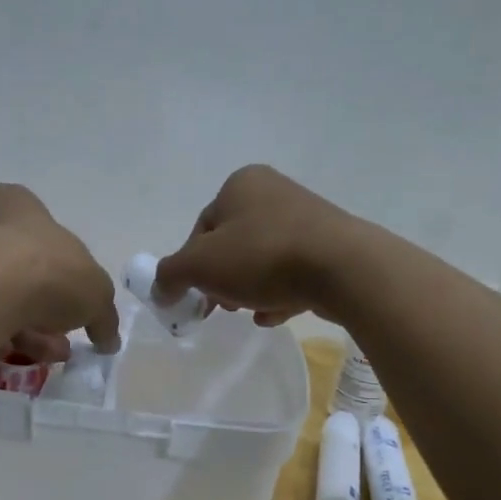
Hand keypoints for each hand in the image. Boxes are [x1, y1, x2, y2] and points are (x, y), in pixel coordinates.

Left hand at [0, 184, 120, 360]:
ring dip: (22, 327)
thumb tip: (109, 338)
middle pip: (16, 269)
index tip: (73, 310)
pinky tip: (9, 356)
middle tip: (59, 341)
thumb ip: (104, 315)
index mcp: (15, 202)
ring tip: (42, 355)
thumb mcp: (96, 293)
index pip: (43, 237)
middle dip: (43, 310)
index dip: (64, 277)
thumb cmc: (48, 271)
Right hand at [153, 165, 372, 325]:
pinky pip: (291, 272)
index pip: (201, 229)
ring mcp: (305, 218)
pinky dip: (278, 294)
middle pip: (231, 245)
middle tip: (220, 307)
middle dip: (222, 280)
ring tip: (249, 313)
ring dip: (248, 290)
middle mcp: (273, 192)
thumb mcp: (200, 265)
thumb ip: (170, 275)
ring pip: (261, 261)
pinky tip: (274, 315)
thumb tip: (159, 289)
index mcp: (240, 184)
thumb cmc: (262, 256)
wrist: (341, 268)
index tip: (195, 296)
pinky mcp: (328, 246)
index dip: (191, 266)